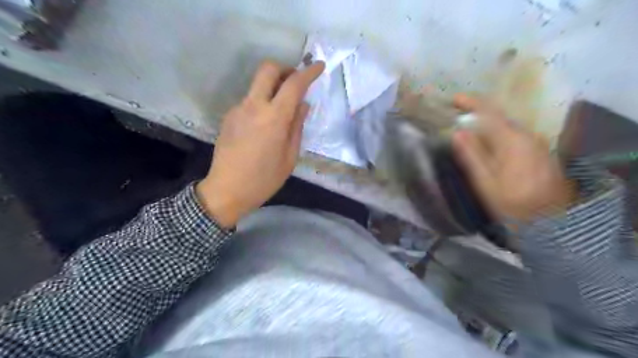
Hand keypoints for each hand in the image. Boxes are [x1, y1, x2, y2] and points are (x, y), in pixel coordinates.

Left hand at [196, 60, 325, 227]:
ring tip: (281, 112)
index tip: (318, 66)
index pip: (294, 84)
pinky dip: (261, 103)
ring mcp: (238, 109)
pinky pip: (249, 101)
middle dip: (285, 69)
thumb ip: (297, 127)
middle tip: (295, 83)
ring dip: (272, 88)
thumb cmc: (264, 179)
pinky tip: (264, 126)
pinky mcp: (228, 117)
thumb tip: (303, 105)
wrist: (226, 190)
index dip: (308, 72)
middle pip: (268, 69)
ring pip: (257, 85)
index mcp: (274, 118)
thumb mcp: (290, 157)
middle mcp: (253, 106)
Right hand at [450, 94, 575, 222]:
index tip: (453, 99)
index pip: (489, 113)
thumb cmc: (513, 201)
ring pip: (504, 125)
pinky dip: (495, 132)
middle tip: (455, 115)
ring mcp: (533, 142)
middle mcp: (525, 135)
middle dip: (475, 113)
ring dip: (484, 123)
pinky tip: (486, 142)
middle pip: (497, 117)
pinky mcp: (536, 150)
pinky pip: (511, 134)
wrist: (551, 217)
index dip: (470, 103)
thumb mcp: (486, 181)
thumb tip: (456, 132)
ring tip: (466, 128)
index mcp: (512, 140)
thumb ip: (472, 155)